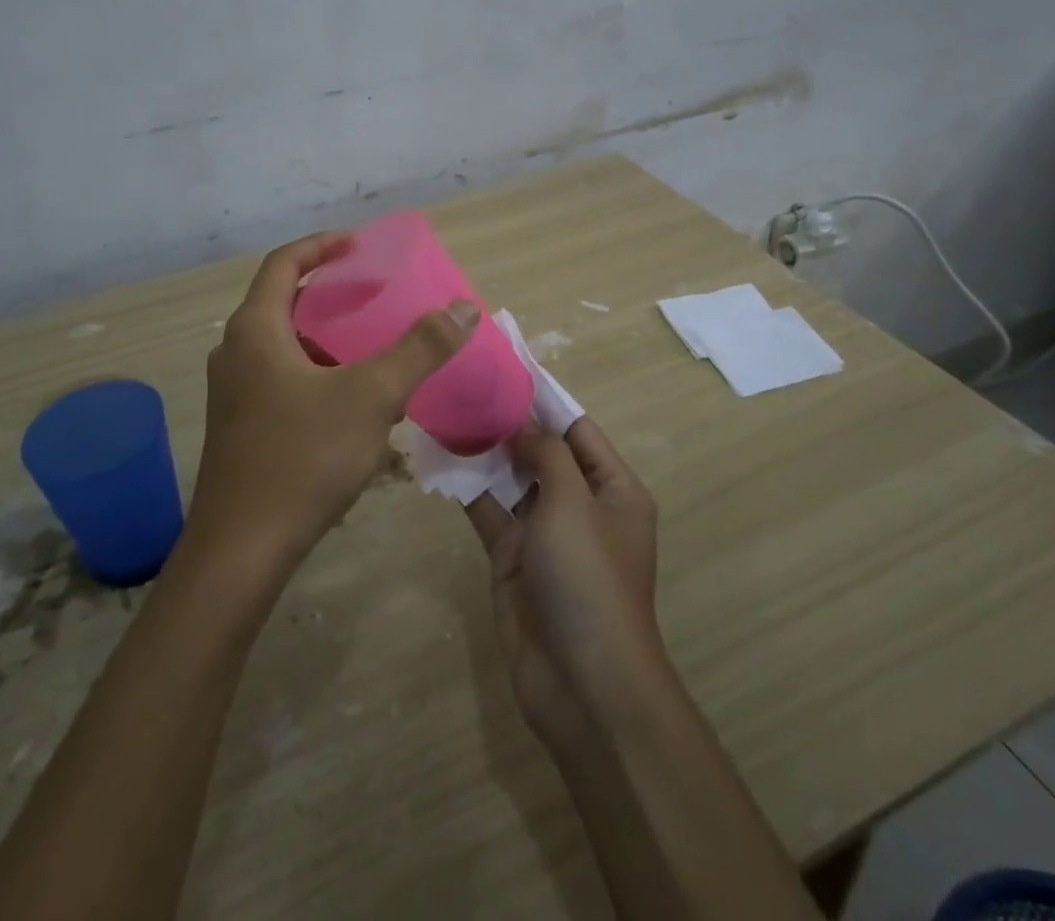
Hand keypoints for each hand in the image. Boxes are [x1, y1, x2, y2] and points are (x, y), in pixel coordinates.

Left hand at [191, 231, 478, 572]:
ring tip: (372, 344)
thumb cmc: (302, 459)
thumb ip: (420, 348)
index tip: (360, 245)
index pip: (284, 263)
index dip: (322, 246)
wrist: (241, 552)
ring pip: (285, 344)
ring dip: (326, 335)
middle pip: (284, 301)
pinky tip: (353, 400)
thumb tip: (463, 307)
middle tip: (376, 294)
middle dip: (331, 293)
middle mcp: (237, 352)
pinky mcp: (242, 427)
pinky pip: (283, 377)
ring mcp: (235, 393)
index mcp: (256, 330)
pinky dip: (318, 370)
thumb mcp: (371, 396)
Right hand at [466, 417, 662, 746]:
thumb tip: (524, 424)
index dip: (545, 401)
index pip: (578, 430)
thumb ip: (547, 455)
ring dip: (486, 453)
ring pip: (512, 481)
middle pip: (543, 453)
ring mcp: (545, 535)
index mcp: (613, 489)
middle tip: (467, 388)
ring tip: (449, 413)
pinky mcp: (513, 560)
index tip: (508, 369)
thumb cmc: (589, 578)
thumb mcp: (573, 503)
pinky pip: (490, 513)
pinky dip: (469, 489)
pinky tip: (441, 460)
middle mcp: (581, 507)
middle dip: (510, 424)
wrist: (582, 684)